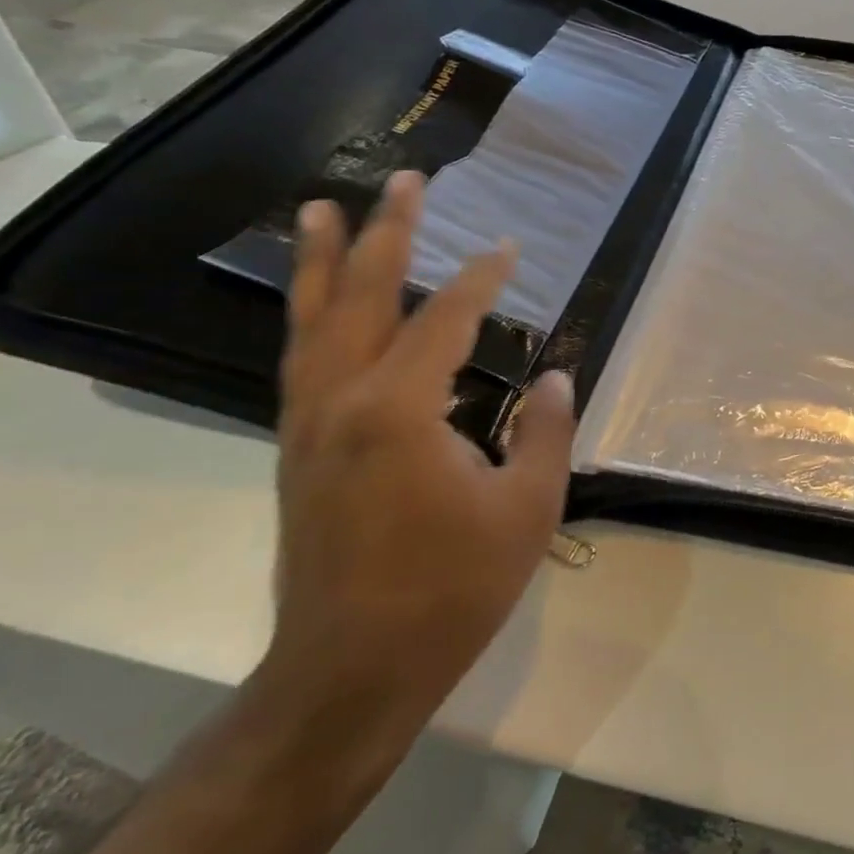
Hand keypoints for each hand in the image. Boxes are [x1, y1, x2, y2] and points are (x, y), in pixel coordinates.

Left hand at [269, 170, 573, 713]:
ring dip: (320, 262)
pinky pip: (302, 359)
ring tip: (317, 210)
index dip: (481, 277)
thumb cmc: (452, 589)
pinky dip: (310, 315)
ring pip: (311, 322)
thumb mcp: (528, 507)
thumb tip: (553, 374)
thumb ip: (545, 429)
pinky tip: (319, 305)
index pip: (444, 318)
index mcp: (399, 409)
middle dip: (384, 232)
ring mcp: (309, 425)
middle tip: (403, 181)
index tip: (509, 247)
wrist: (350, 671)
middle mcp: (341, 400)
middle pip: (361, 296)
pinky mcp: (299, 449)